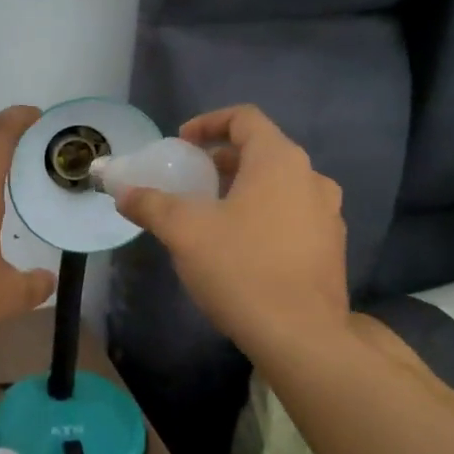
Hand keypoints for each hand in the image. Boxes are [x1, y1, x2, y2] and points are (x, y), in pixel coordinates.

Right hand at [113, 105, 349, 358]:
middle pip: (262, 152)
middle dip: (221, 161)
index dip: (208, 123)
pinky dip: (264, 216)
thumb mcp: (184, 232)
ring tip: (212, 216)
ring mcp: (328, 214)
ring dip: (243, 190)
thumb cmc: (241, 268)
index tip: (181, 144)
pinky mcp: (331, 248)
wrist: (301, 336)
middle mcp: (311, 178)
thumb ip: (151, 205)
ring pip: (279, 186)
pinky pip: (292, 215)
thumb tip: (123, 193)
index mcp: (279, 161)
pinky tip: (241, 249)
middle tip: (191, 182)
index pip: (244, 118)